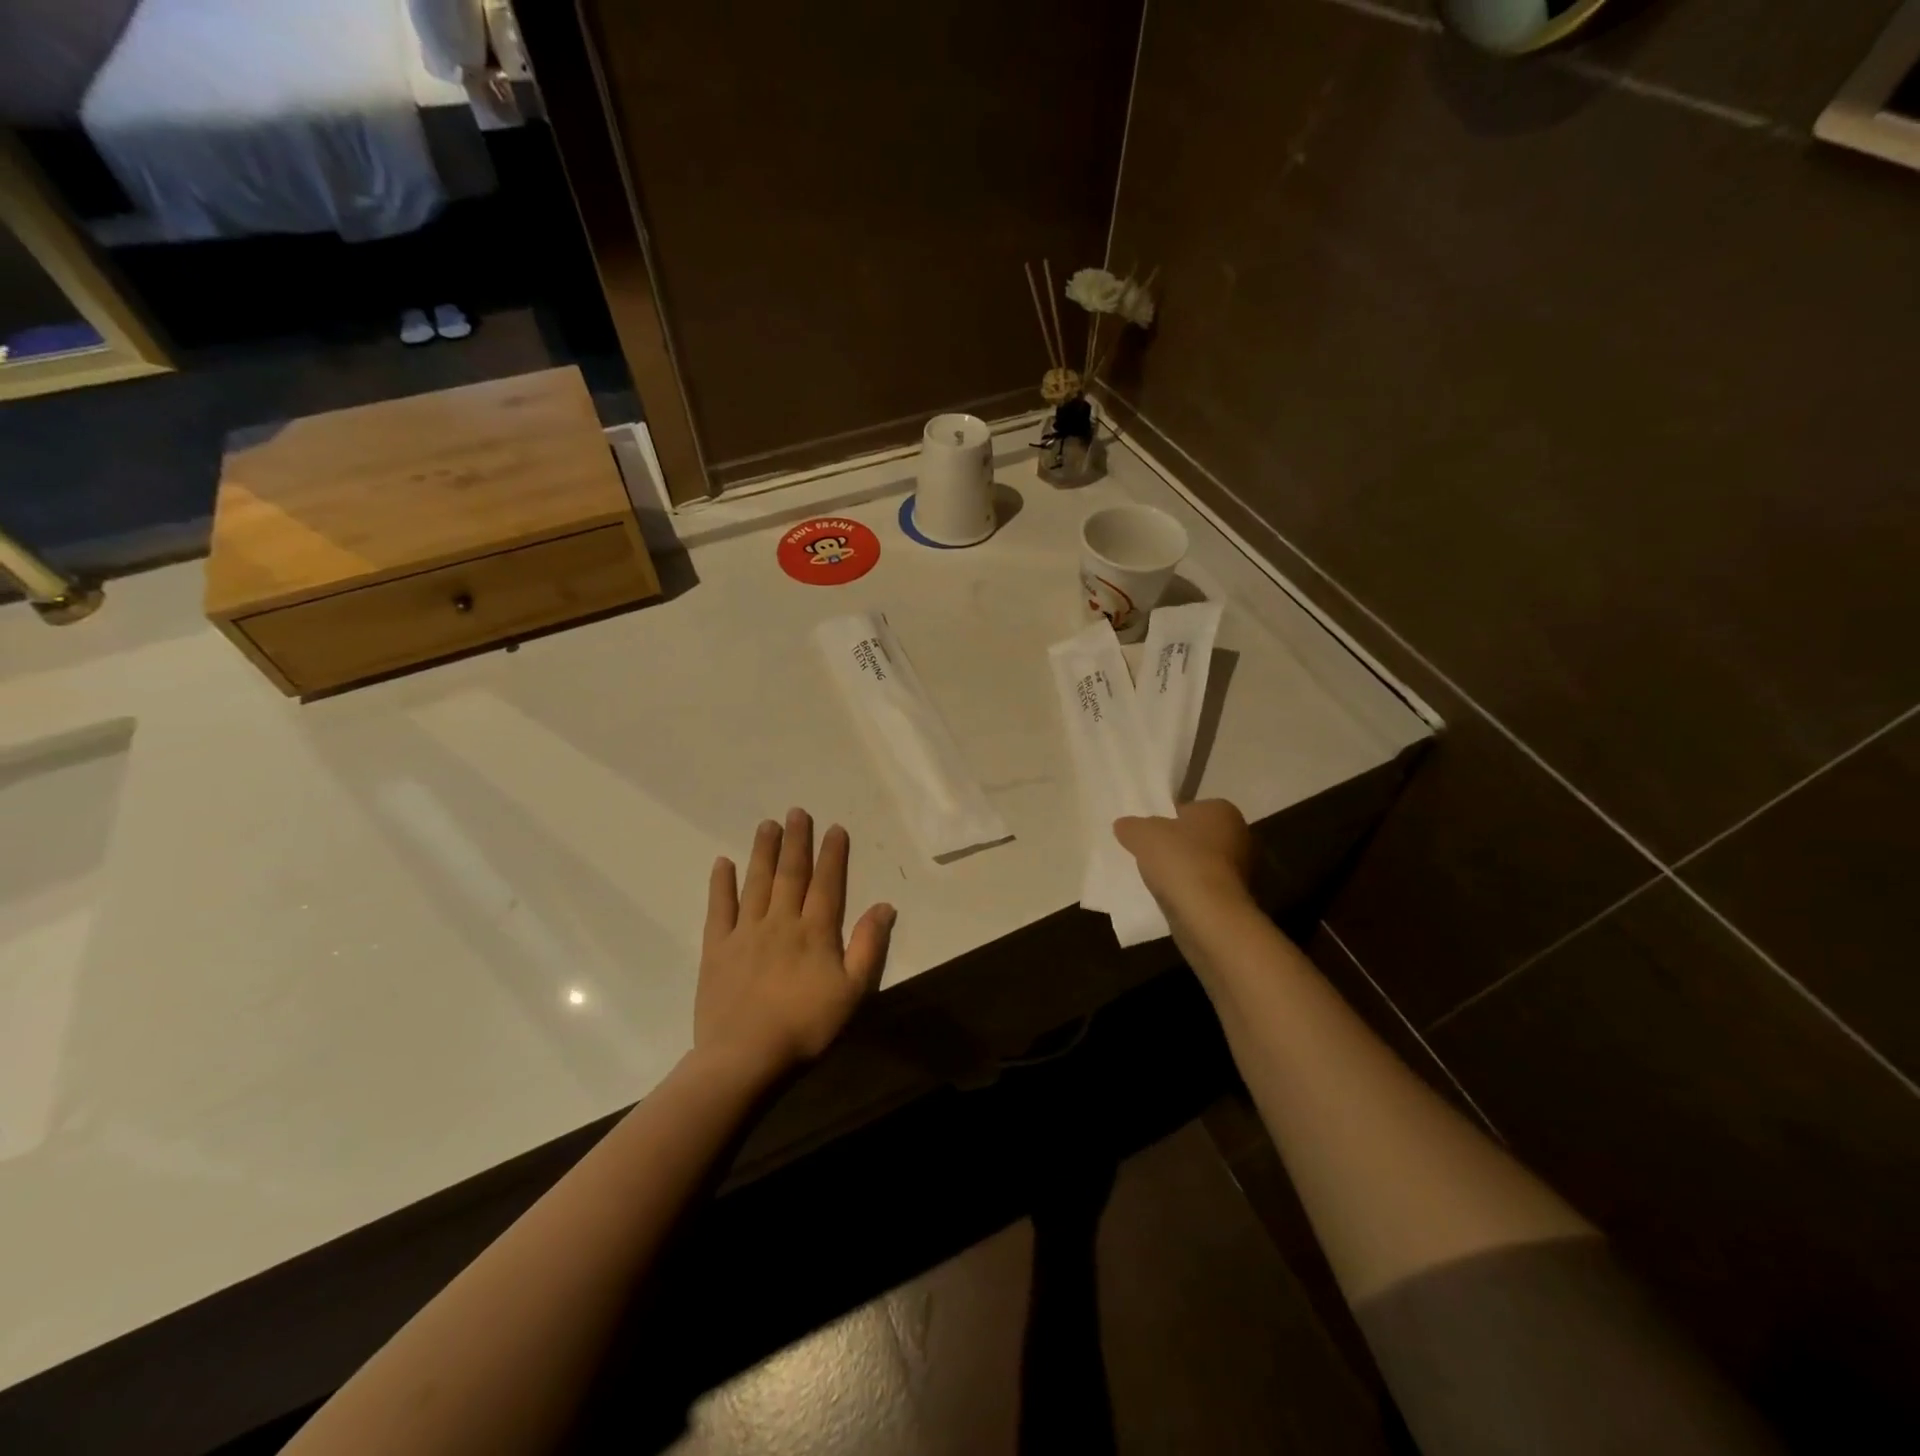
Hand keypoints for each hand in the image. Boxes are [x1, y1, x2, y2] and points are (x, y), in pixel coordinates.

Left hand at [695, 809, 896, 1080]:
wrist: (745, 1057)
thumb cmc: (806, 1027)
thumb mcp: (853, 992)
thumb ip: (868, 946)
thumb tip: (884, 905)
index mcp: (815, 932)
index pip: (827, 883)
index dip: (831, 854)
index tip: (833, 828)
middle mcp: (781, 922)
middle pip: (790, 874)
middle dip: (796, 841)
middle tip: (797, 811)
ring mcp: (745, 933)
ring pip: (757, 883)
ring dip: (763, 852)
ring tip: (767, 825)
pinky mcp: (716, 949)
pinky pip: (719, 909)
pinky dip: (721, 884)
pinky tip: (723, 863)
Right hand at [1114, 799, 1255, 911]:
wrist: (1209, 915)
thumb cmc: (1181, 861)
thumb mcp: (1142, 834)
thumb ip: (1132, 826)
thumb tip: (1124, 826)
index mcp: (1221, 810)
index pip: (1189, 809)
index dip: (1166, 820)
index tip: (1148, 835)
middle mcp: (1239, 835)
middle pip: (1197, 837)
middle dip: (1176, 846)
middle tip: (1149, 855)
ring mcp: (1242, 870)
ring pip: (1202, 864)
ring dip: (1183, 871)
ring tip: (1156, 880)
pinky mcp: (1236, 899)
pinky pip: (1205, 888)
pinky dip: (1190, 892)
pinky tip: (1171, 899)